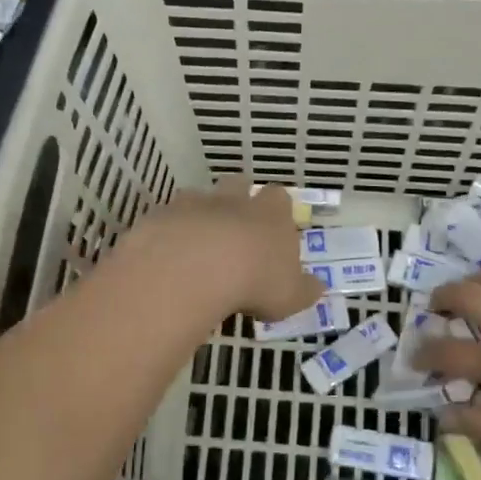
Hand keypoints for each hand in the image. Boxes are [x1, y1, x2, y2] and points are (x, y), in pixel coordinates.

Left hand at [120, 179, 323, 321]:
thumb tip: (318, 286)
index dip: (276, 209)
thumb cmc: (256, 281)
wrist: (196, 268)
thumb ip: (305, 289)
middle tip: (235, 228)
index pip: (279, 197)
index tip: (273, 228)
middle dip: (237, 198)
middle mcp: (234, 200)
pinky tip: (167, 254)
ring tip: (196, 243)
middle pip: (238, 183)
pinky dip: (168, 231)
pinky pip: (166, 217)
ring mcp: (195, 203)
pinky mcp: (162, 215)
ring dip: (199, 213)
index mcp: (270, 213)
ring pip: (198, 196)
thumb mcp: (291, 295)